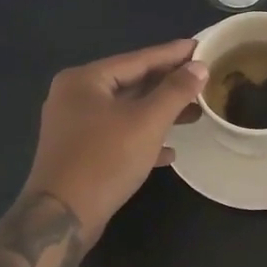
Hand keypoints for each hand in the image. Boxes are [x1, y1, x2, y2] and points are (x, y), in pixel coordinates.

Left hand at [24, 39, 208, 239]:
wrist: (61, 218)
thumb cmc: (105, 160)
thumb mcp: (147, 122)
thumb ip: (175, 91)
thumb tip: (199, 67)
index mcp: (85, 80)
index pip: (138, 59)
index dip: (173, 54)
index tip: (201, 47)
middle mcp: (75, 96)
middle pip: (131, 83)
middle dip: (169, 85)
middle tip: (204, 80)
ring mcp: (75, 126)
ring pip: (126, 111)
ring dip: (160, 113)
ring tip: (195, 113)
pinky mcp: (80, 153)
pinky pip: (118, 136)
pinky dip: (143, 138)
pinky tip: (170, 151)